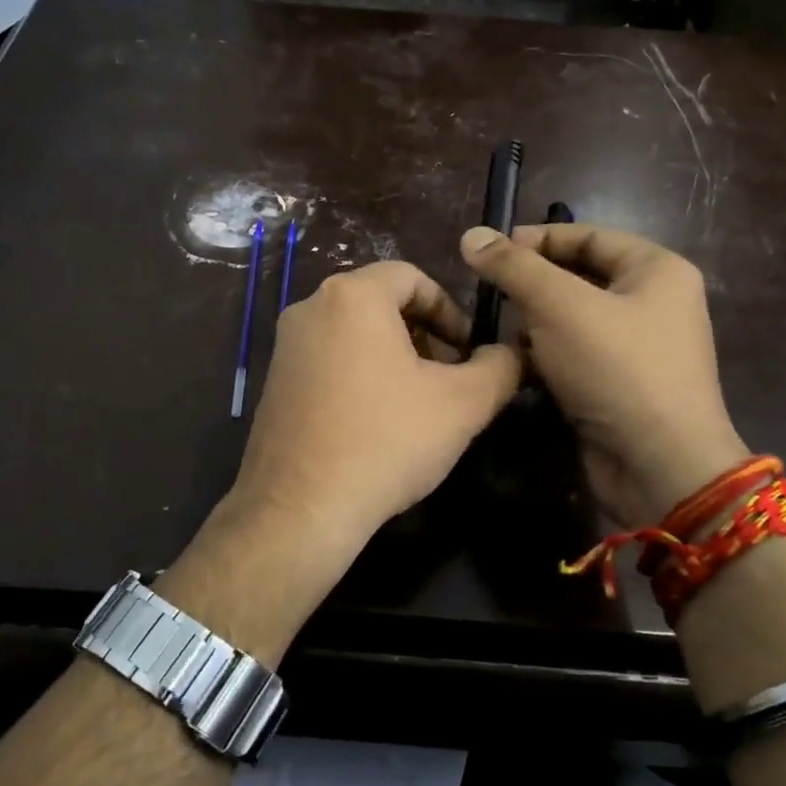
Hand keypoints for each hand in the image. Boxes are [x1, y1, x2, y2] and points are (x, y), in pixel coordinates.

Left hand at [229, 261, 520, 581]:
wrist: (300, 508)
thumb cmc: (386, 441)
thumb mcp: (463, 404)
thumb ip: (499, 367)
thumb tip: (510, 354)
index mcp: (352, 296)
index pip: (412, 277)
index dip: (450, 309)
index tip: (469, 350)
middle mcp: (310, 308)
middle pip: (382, 303)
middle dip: (424, 334)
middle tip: (449, 377)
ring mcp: (286, 346)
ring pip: (354, 333)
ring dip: (394, 356)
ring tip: (418, 403)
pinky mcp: (275, 382)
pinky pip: (328, 360)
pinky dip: (360, 374)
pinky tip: (377, 422)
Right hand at [460, 223, 748, 526]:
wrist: (658, 467)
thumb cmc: (615, 370)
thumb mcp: (560, 306)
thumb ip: (515, 267)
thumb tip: (472, 235)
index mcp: (657, 270)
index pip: (588, 235)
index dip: (536, 239)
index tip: (488, 251)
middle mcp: (654, 303)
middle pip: (580, 276)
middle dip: (533, 283)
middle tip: (488, 291)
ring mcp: (639, 348)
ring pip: (574, 318)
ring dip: (534, 322)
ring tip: (497, 328)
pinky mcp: (620, 385)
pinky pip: (576, 354)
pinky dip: (546, 355)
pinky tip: (517, 364)